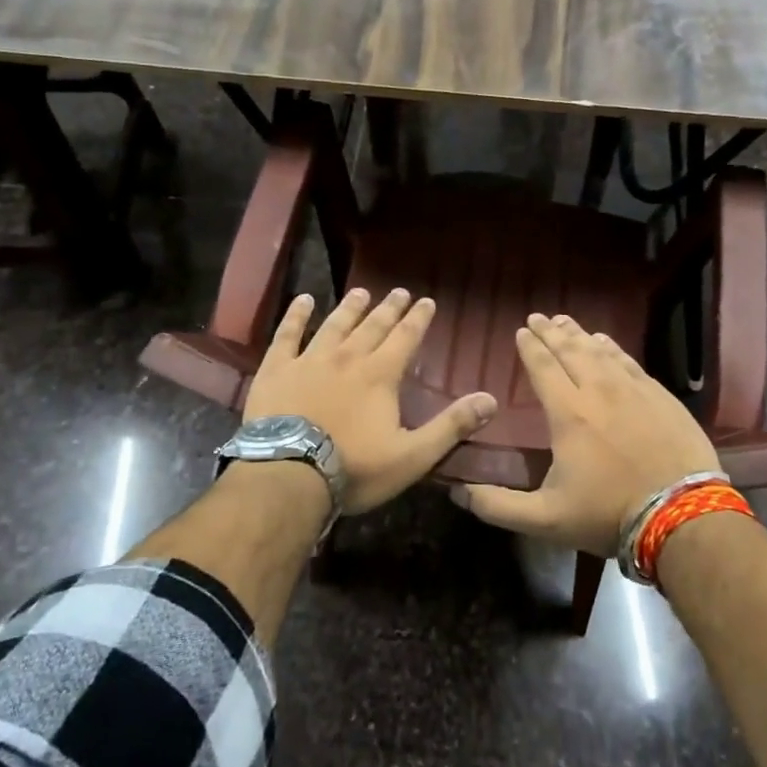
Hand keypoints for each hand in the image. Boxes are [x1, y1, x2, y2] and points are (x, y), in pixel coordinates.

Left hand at [245, 289, 497, 513]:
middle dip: (389, 308)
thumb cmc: (354, 468)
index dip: (418, 319)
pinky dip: (296, 316)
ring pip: (334, 325)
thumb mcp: (412, 455)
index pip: (405, 338)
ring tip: (361, 292)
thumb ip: (451, 426)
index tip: (426, 301)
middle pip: (372, 326)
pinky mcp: (276, 370)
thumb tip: (490, 399)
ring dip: (350, 308)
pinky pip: (287, 335)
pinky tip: (303, 301)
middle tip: (399, 291)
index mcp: (380, 375)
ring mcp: (308, 361)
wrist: (288, 475)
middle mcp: (347, 358)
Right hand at [461, 313, 719, 555]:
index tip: (521, 330)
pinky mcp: (660, 396)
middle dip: (551, 332)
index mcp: (568, 413)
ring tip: (566, 322)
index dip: (530, 347)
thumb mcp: (545, 519)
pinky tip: (607, 342)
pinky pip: (629, 361)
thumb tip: (457, 493)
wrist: (682, 515)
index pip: (543, 367)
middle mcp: (599, 390)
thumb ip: (497, 506)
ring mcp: (633, 390)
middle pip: (570, 350)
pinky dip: (613, 348)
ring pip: (600, 351)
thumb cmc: (608, 514)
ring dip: (580, 334)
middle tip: (538, 317)